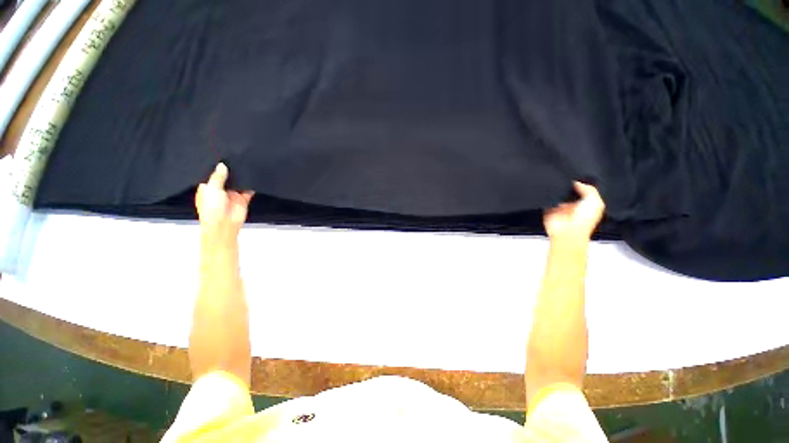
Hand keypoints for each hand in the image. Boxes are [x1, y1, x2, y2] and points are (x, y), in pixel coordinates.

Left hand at [195, 163, 253, 243]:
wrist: (224, 224)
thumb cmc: (211, 208)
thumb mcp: (212, 189)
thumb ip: (218, 177)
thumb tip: (222, 165)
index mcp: (208, 188)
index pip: (212, 175)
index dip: (216, 168)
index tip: (221, 156)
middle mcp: (220, 191)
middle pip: (226, 178)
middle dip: (230, 171)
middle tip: (236, 157)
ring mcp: (232, 195)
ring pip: (238, 184)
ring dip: (241, 178)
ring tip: (246, 164)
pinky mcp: (243, 199)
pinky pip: (248, 191)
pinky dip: (251, 185)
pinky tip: (254, 177)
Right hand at [543, 182, 604, 243]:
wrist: (567, 232)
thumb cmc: (584, 220)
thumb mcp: (595, 202)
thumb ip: (589, 189)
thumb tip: (577, 181)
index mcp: (587, 204)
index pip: (583, 190)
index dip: (581, 183)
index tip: (577, 175)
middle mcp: (573, 205)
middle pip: (569, 191)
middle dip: (568, 186)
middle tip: (567, 180)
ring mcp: (560, 208)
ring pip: (558, 194)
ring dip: (557, 191)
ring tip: (558, 187)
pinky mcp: (549, 209)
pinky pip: (547, 200)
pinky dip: (547, 197)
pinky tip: (550, 193)